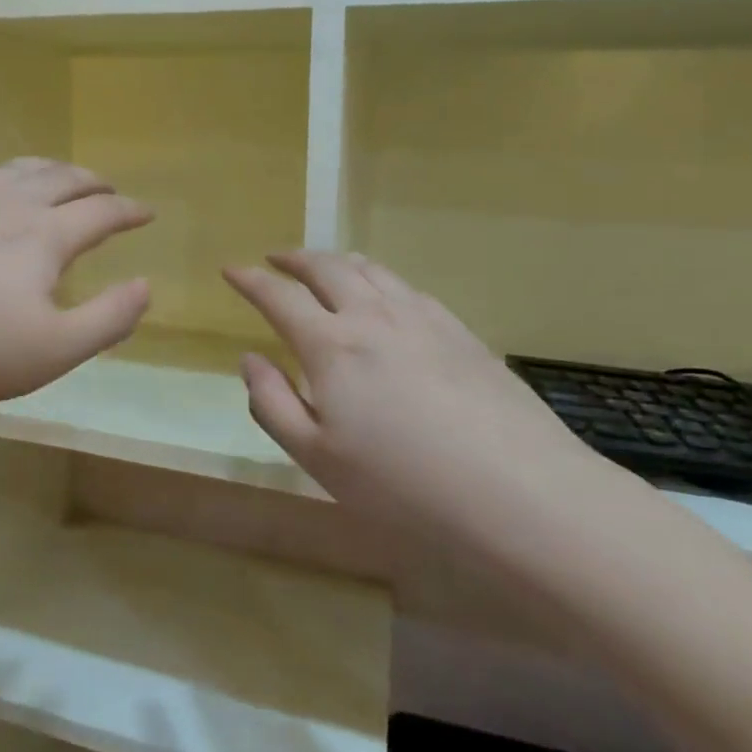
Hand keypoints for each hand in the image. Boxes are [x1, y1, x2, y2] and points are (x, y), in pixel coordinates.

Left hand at [0, 159, 152, 410]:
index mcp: (43, 236)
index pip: (101, 213)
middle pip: (59, 179)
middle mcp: (4, 202)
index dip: (129, 211)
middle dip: (90, 182)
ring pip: (9, 168)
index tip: (147, 212)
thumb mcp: (52, 351)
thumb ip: (107, 319)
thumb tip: (145, 286)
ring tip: (52, 174)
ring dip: (41, 169)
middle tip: (106, 188)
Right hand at [224, 252, 604, 538]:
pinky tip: (386, 296)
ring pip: (371, 269)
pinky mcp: (461, 331)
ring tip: (326, 266)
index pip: (279, 296)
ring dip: (338, 261)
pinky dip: (380, 280)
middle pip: (327, 268)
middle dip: (295, 258)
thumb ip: (273, 404)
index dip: (250, 279)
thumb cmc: (403, 485)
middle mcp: (373, 316)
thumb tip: (250, 359)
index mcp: (331, 346)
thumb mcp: (318, 458)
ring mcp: (423, 318)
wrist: (520, 493)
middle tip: (276, 258)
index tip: (231, 269)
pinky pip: (408, 287)